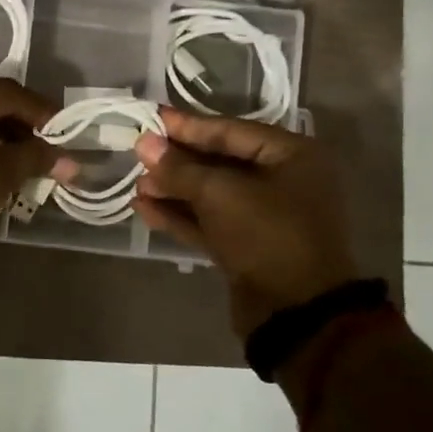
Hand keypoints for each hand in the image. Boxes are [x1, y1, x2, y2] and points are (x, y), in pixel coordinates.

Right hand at [133, 108, 358, 338]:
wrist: (296, 313)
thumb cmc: (267, 235)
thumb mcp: (219, 193)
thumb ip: (179, 168)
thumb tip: (145, 144)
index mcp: (291, 156)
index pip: (230, 131)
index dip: (187, 126)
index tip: (151, 118)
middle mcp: (282, 181)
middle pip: (220, 161)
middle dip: (177, 161)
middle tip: (137, 153)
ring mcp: (265, 217)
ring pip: (211, 194)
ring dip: (173, 190)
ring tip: (136, 185)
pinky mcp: (248, 247)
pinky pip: (210, 222)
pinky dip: (180, 215)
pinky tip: (144, 209)